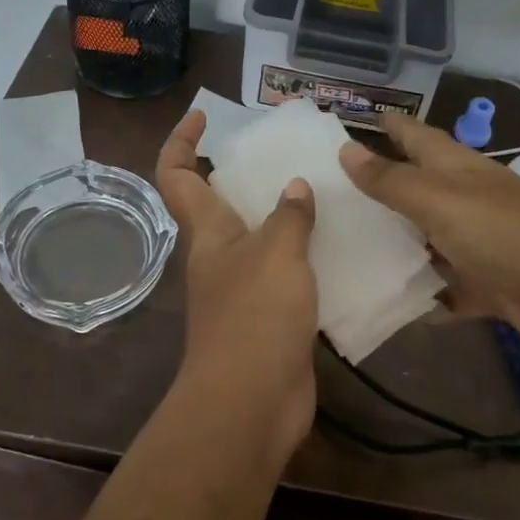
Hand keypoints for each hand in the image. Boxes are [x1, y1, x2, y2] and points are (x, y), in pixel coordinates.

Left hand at [155, 110, 319, 459]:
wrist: (252, 403)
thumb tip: (295, 188)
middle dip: (243, 175)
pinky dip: (307, 257)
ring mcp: (242, 289)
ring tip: (325, 194)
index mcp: (209, 232)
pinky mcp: (269, 318)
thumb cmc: (255, 316)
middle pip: (218, 203)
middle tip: (286, 155)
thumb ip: (289, 217)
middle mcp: (219, 256)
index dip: (182, 141)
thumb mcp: (278, 254)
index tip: (204, 116)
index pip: (178, 175)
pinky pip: (287, 274)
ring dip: (283, 217)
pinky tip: (341, 248)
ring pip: (258, 239)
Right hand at [339, 115, 519, 360]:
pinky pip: (443, 285)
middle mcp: (464, 199)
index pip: (414, 135)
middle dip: (378, 189)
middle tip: (326, 195)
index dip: (388, 125)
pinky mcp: (485, 283)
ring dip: (394, 244)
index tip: (350, 121)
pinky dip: (423, 292)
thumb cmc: (505, 234)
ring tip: (343, 250)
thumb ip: (392, 180)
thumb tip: (345, 148)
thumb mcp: (440, 201)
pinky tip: (387, 301)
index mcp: (455, 167)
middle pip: (415, 187)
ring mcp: (476, 242)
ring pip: (425, 238)